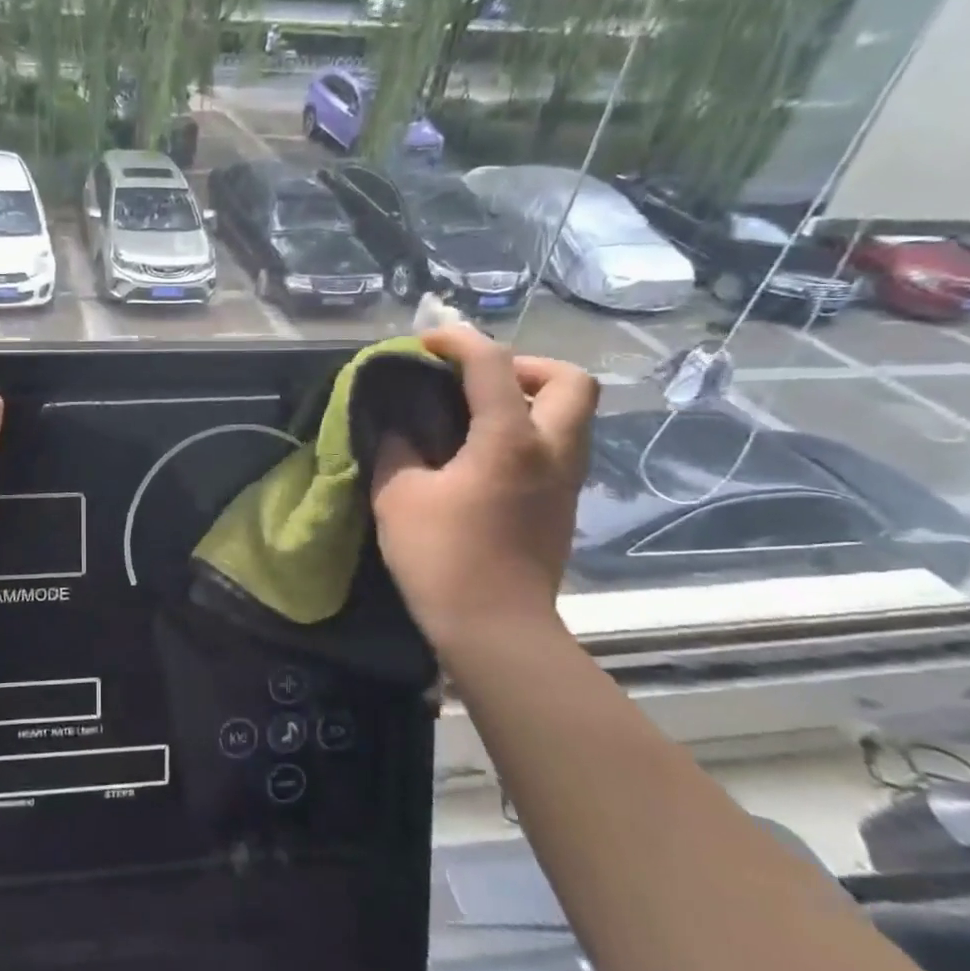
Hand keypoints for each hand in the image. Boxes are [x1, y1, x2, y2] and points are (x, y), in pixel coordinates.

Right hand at [371, 324, 597, 653]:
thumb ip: (396, 449)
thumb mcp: (398, 496)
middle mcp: (552, 451)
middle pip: (571, 381)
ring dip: (531, 399)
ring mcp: (565, 481)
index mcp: (511, 441)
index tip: (427, 341)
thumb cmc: (443, 558)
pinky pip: (558, 446)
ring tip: (477, 413)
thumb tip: (398, 427)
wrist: (496, 630)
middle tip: (479, 380)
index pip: (493, 364)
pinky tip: (484, 454)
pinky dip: (529, 431)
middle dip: (526, 365)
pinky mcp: (563, 507)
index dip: (459, 340)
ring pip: (573, 415)